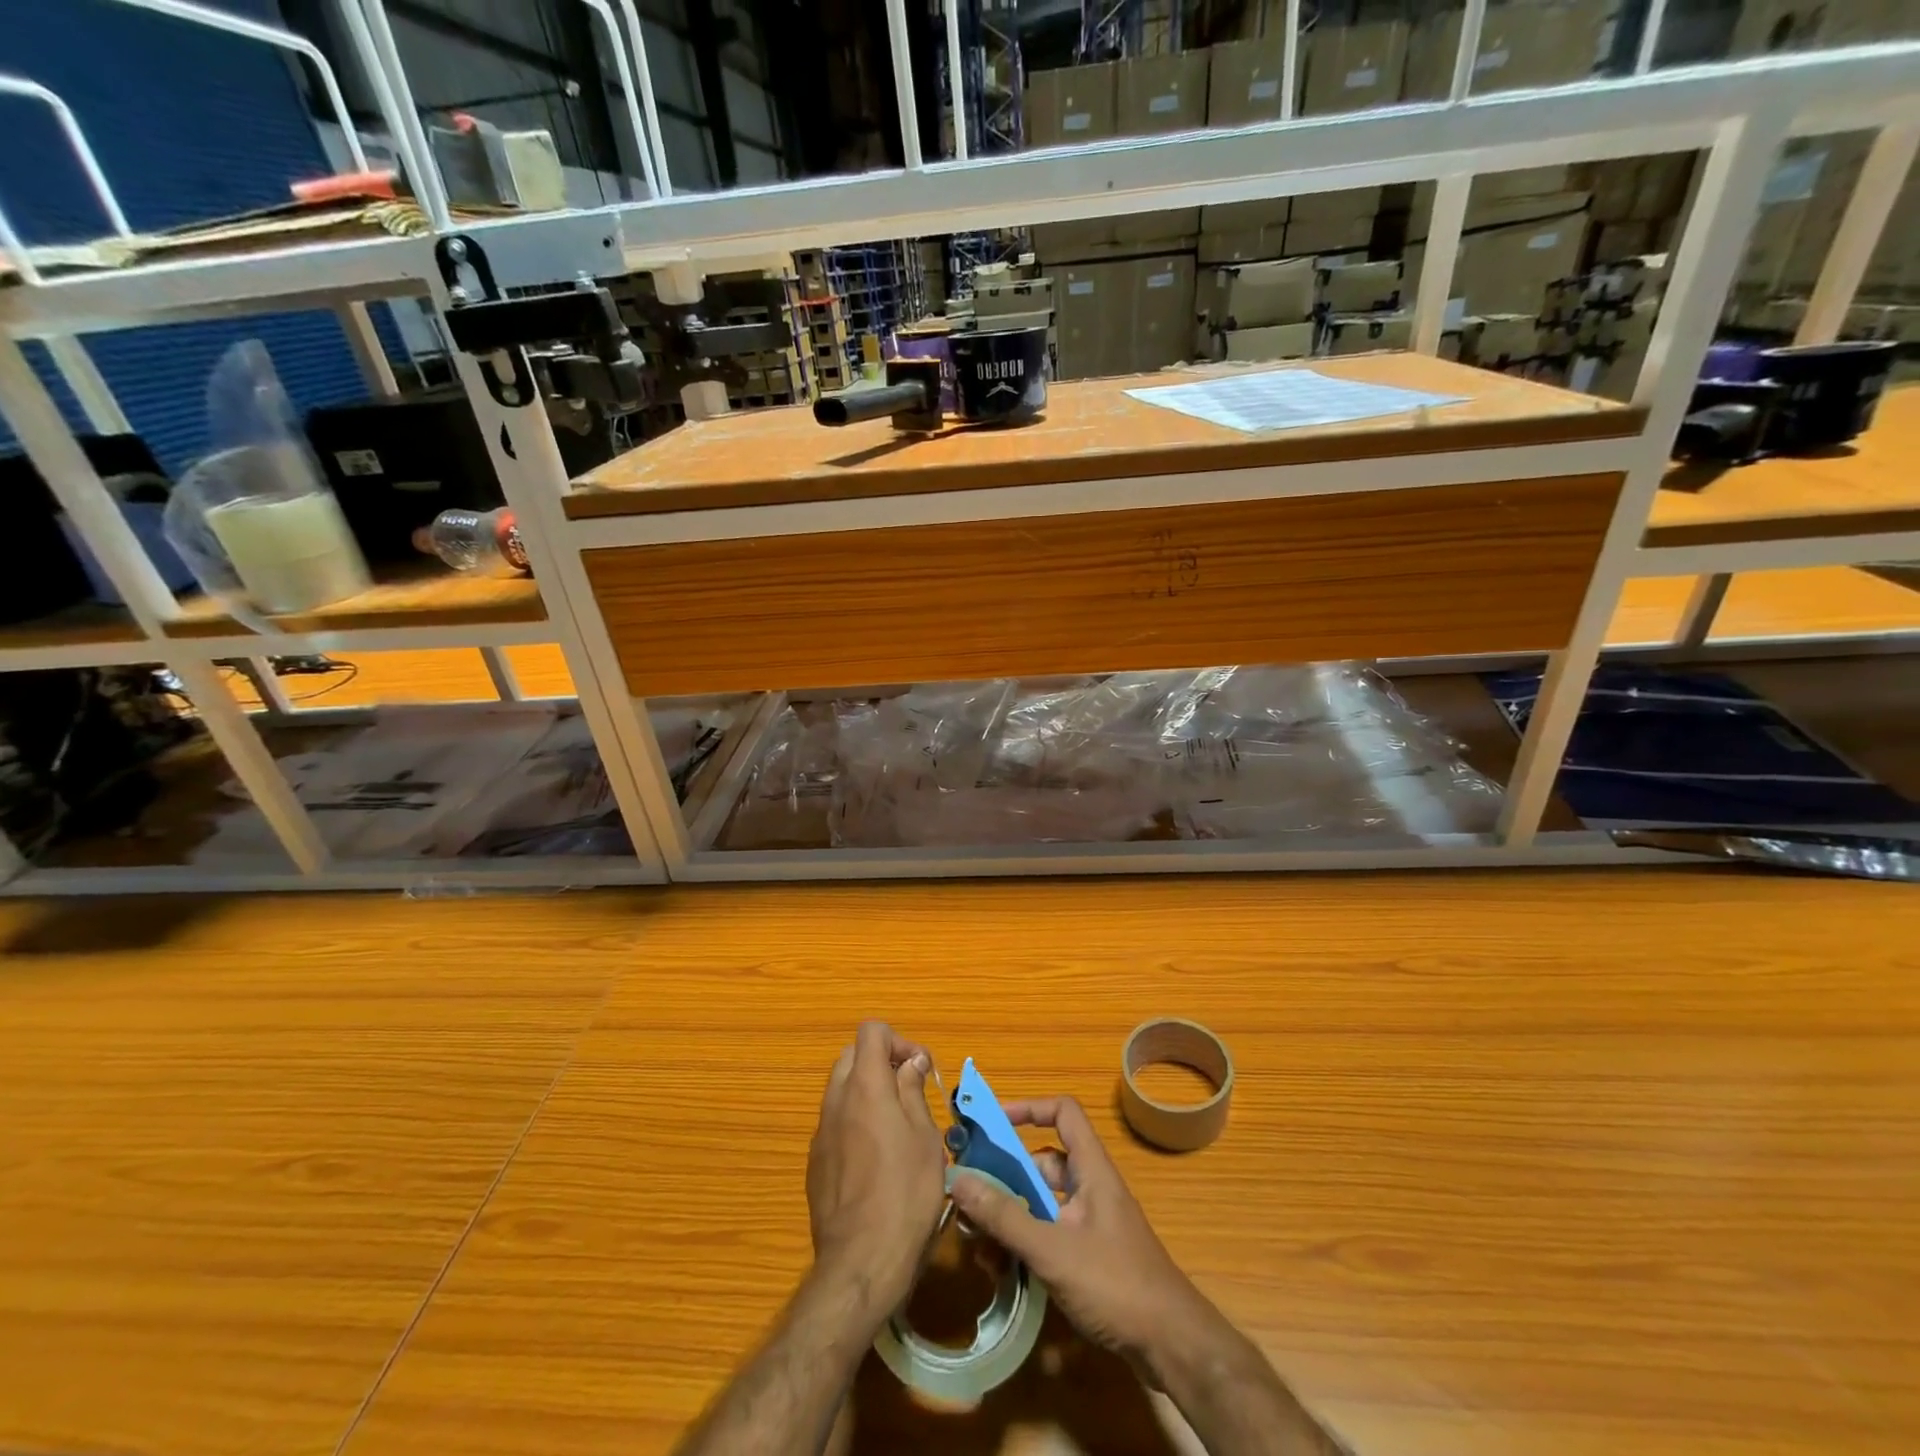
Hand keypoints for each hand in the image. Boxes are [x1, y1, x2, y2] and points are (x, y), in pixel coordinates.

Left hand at [806, 1021, 946, 1313]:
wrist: (860, 1263)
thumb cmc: (906, 1194)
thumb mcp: (925, 1137)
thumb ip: (913, 1091)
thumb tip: (909, 1062)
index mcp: (865, 1086)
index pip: (871, 1031)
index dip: (898, 1041)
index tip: (919, 1070)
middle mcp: (836, 1101)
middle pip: (852, 1057)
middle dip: (881, 1064)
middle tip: (909, 1094)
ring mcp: (820, 1133)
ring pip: (841, 1090)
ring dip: (867, 1094)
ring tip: (897, 1129)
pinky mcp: (815, 1164)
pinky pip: (835, 1124)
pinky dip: (854, 1123)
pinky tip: (876, 1161)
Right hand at [948, 1095, 1211, 1369]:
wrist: (1172, 1348)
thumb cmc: (1116, 1284)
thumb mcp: (1053, 1249)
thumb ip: (1005, 1216)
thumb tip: (958, 1179)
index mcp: (1092, 1170)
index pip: (1063, 1113)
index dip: (1029, 1108)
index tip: (992, 1123)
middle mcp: (1091, 1188)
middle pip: (1043, 1164)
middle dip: (1005, 1177)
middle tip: (969, 1194)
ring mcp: (1092, 1225)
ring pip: (1043, 1204)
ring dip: (1011, 1217)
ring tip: (977, 1243)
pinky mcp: (1091, 1258)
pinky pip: (1050, 1235)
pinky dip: (1026, 1245)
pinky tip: (1002, 1272)